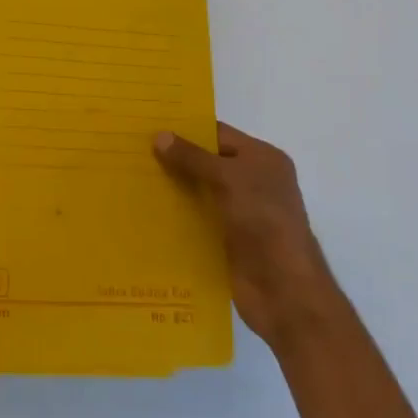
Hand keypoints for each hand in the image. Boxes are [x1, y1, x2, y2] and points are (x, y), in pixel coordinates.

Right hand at [154, 123, 337, 349]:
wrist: (284, 290)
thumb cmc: (263, 221)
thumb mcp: (229, 179)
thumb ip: (193, 157)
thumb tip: (159, 136)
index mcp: (263, 159)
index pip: (219, 134)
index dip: (186, 130)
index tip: (149, 126)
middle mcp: (254, 182)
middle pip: (208, 163)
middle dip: (175, 159)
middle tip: (133, 151)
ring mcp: (241, 213)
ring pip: (200, 192)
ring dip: (173, 188)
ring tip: (132, 179)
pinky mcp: (228, 241)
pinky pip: (198, 220)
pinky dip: (177, 216)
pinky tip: (147, 212)